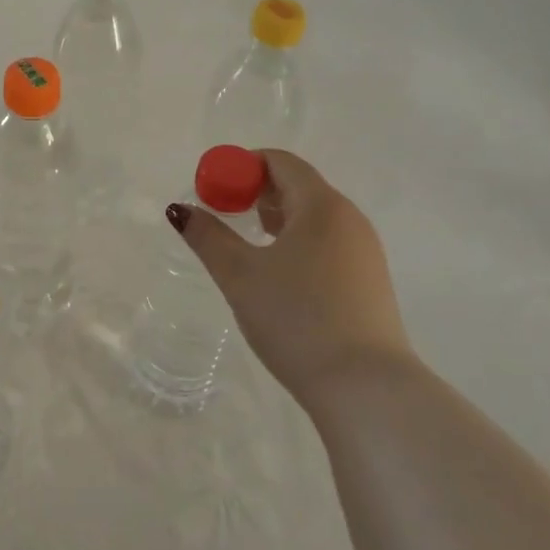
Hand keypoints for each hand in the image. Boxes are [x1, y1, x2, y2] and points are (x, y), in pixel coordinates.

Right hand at [169, 150, 413, 414]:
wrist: (364, 387)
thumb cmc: (296, 318)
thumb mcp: (240, 275)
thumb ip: (207, 236)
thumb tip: (179, 210)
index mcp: (321, 205)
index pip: (280, 162)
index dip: (241, 166)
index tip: (213, 189)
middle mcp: (349, 219)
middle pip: (298, 186)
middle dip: (256, 192)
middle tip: (224, 214)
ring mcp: (365, 251)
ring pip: (314, 217)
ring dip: (276, 218)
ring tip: (246, 243)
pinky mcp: (369, 281)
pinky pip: (327, 243)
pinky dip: (297, 242)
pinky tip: (279, 275)